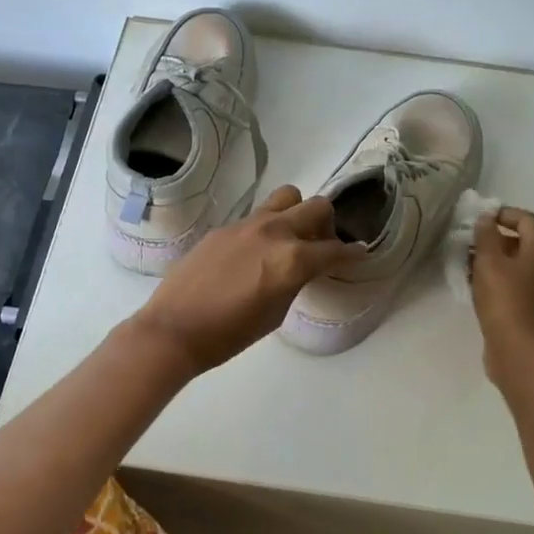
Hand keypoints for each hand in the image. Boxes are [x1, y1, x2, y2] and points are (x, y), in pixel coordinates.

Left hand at [127, 186, 363, 376]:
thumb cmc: (230, 334)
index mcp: (292, 259)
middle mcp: (274, 232)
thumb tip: (301, 268)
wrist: (175, 328)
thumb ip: (295, 281)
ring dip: (296, 213)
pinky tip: (252, 254)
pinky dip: (265, 228)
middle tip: (321, 244)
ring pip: (286, 198)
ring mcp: (246, 225)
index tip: (359, 253)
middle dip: (327, 223)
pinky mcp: (223, 228)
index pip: (334, 250)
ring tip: (289, 238)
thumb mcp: (276, 313)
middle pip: (316, 206)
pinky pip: (255, 217)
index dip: (351, 254)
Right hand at [471, 207, 533, 382]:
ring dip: (498, 261)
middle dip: (498, 239)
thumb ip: (486, 235)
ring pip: (522, 265)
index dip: (504, 214)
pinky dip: (503, 279)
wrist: (517, 348)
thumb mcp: (488, 262)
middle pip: (526, 242)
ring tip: (471, 266)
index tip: (480, 219)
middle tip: (471, 244)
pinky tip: (482, 288)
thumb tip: (486, 218)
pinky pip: (521, 284)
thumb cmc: (503, 299)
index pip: (528, 219)